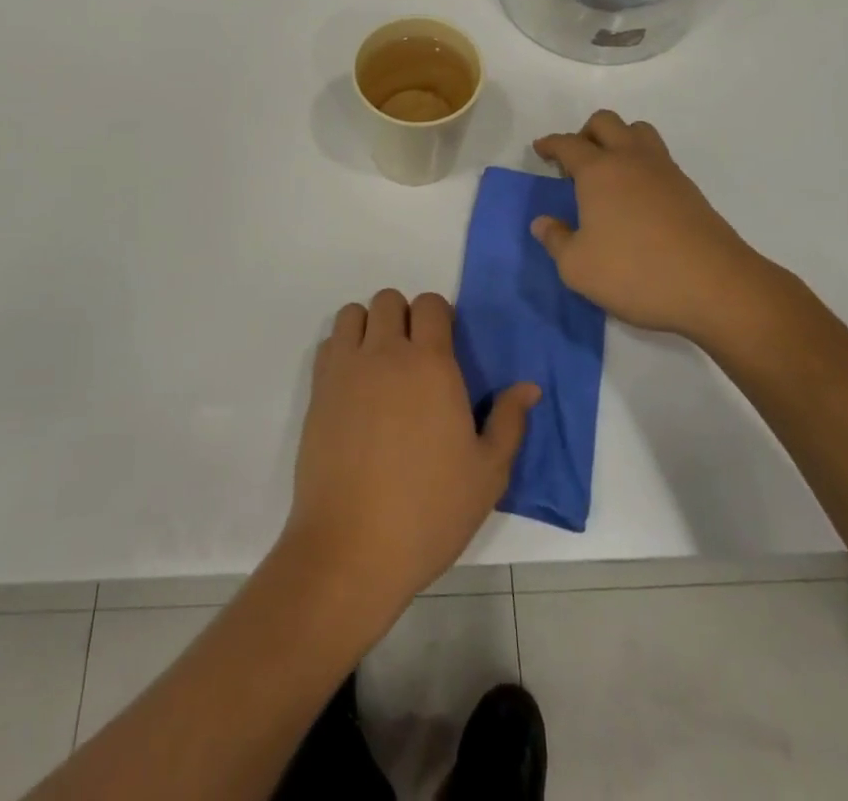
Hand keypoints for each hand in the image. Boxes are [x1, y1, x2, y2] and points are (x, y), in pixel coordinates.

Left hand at [283, 290, 538, 621]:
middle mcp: (386, 353)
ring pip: (354, 314)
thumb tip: (529, 387)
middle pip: (389, 299)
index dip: (439, 316)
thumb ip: (509, 422)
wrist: (351, 547)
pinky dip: (343, 349)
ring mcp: (346, 369)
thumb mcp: (487, 474)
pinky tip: (354, 387)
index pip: (431, 305)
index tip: (445, 346)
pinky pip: (329, 343)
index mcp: (431, 365)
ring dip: (369, 326)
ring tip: (380, 365)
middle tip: (414, 356)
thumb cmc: (429, 511)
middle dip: (404, 316)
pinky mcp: (318, 390)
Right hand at [532, 110, 781, 340]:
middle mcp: (631, 160)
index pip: (568, 144)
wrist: (715, 286)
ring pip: (638, 132)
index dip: (551, 144)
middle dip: (585, 133)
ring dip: (618, 140)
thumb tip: (542, 222)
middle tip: (574, 161)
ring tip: (608, 171)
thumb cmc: (635, 272)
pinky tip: (636, 196)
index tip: (541, 149)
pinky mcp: (689, 190)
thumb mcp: (578, 267)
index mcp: (599, 171)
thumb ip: (556, 240)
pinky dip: (640, 163)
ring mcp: (665, 171)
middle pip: (606, 123)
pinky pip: (658, 157)